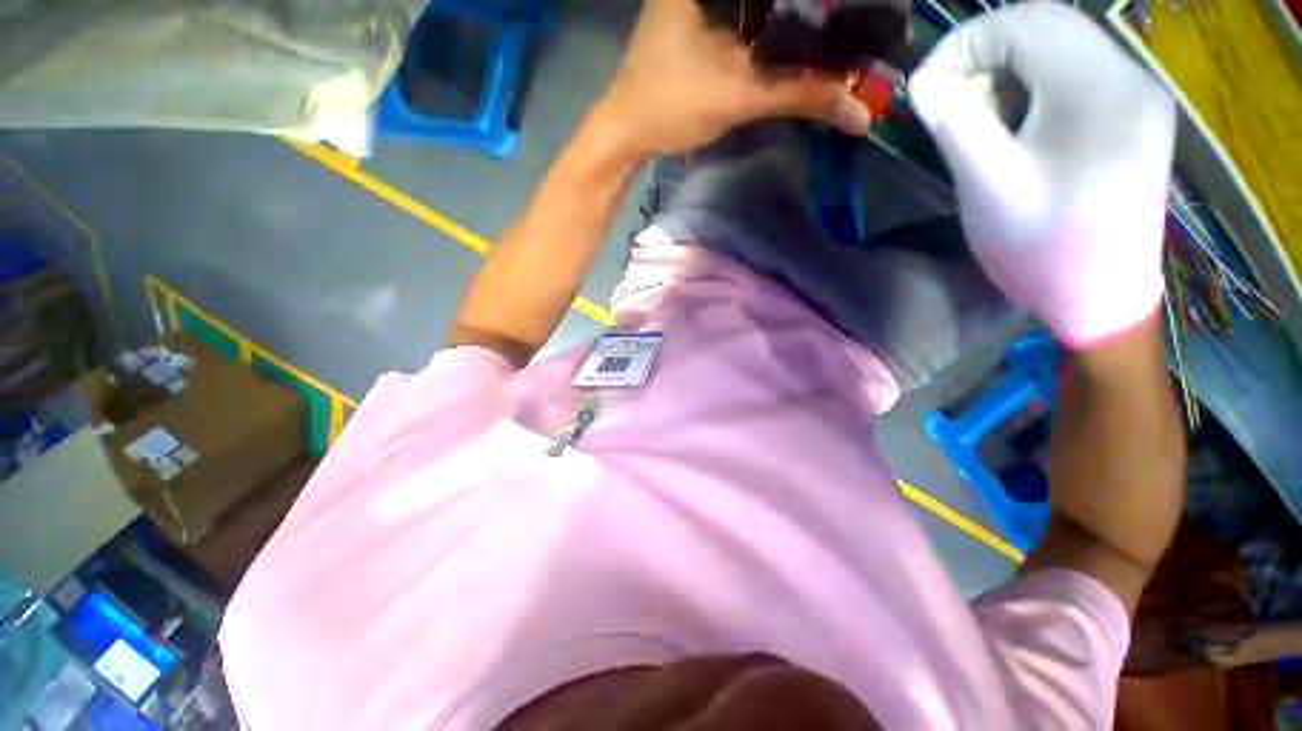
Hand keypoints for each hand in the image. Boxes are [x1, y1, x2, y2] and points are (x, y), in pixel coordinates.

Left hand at [594, 0, 871, 159]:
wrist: (625, 133)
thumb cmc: (671, 105)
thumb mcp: (739, 95)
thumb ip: (801, 95)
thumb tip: (860, 113)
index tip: (858, 4)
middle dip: (810, 6)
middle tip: (851, 13)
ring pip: (758, 0)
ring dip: (790, 11)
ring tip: (832, 19)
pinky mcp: (696, 18)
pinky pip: (743, 11)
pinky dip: (768, 22)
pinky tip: (792, 30)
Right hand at [908, 3, 1175, 346]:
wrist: (1101, 297)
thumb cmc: (1042, 251)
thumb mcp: (989, 189)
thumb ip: (956, 125)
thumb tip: (922, 80)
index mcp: (1099, 91)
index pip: (1025, 23)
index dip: (965, 43)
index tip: (925, 86)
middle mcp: (1129, 77)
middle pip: (1047, 25)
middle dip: (985, 52)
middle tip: (949, 100)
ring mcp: (1136, 94)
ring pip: (1062, 45)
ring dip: (1008, 68)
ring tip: (977, 116)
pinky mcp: (1132, 114)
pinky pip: (1076, 72)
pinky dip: (1033, 84)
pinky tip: (1014, 123)